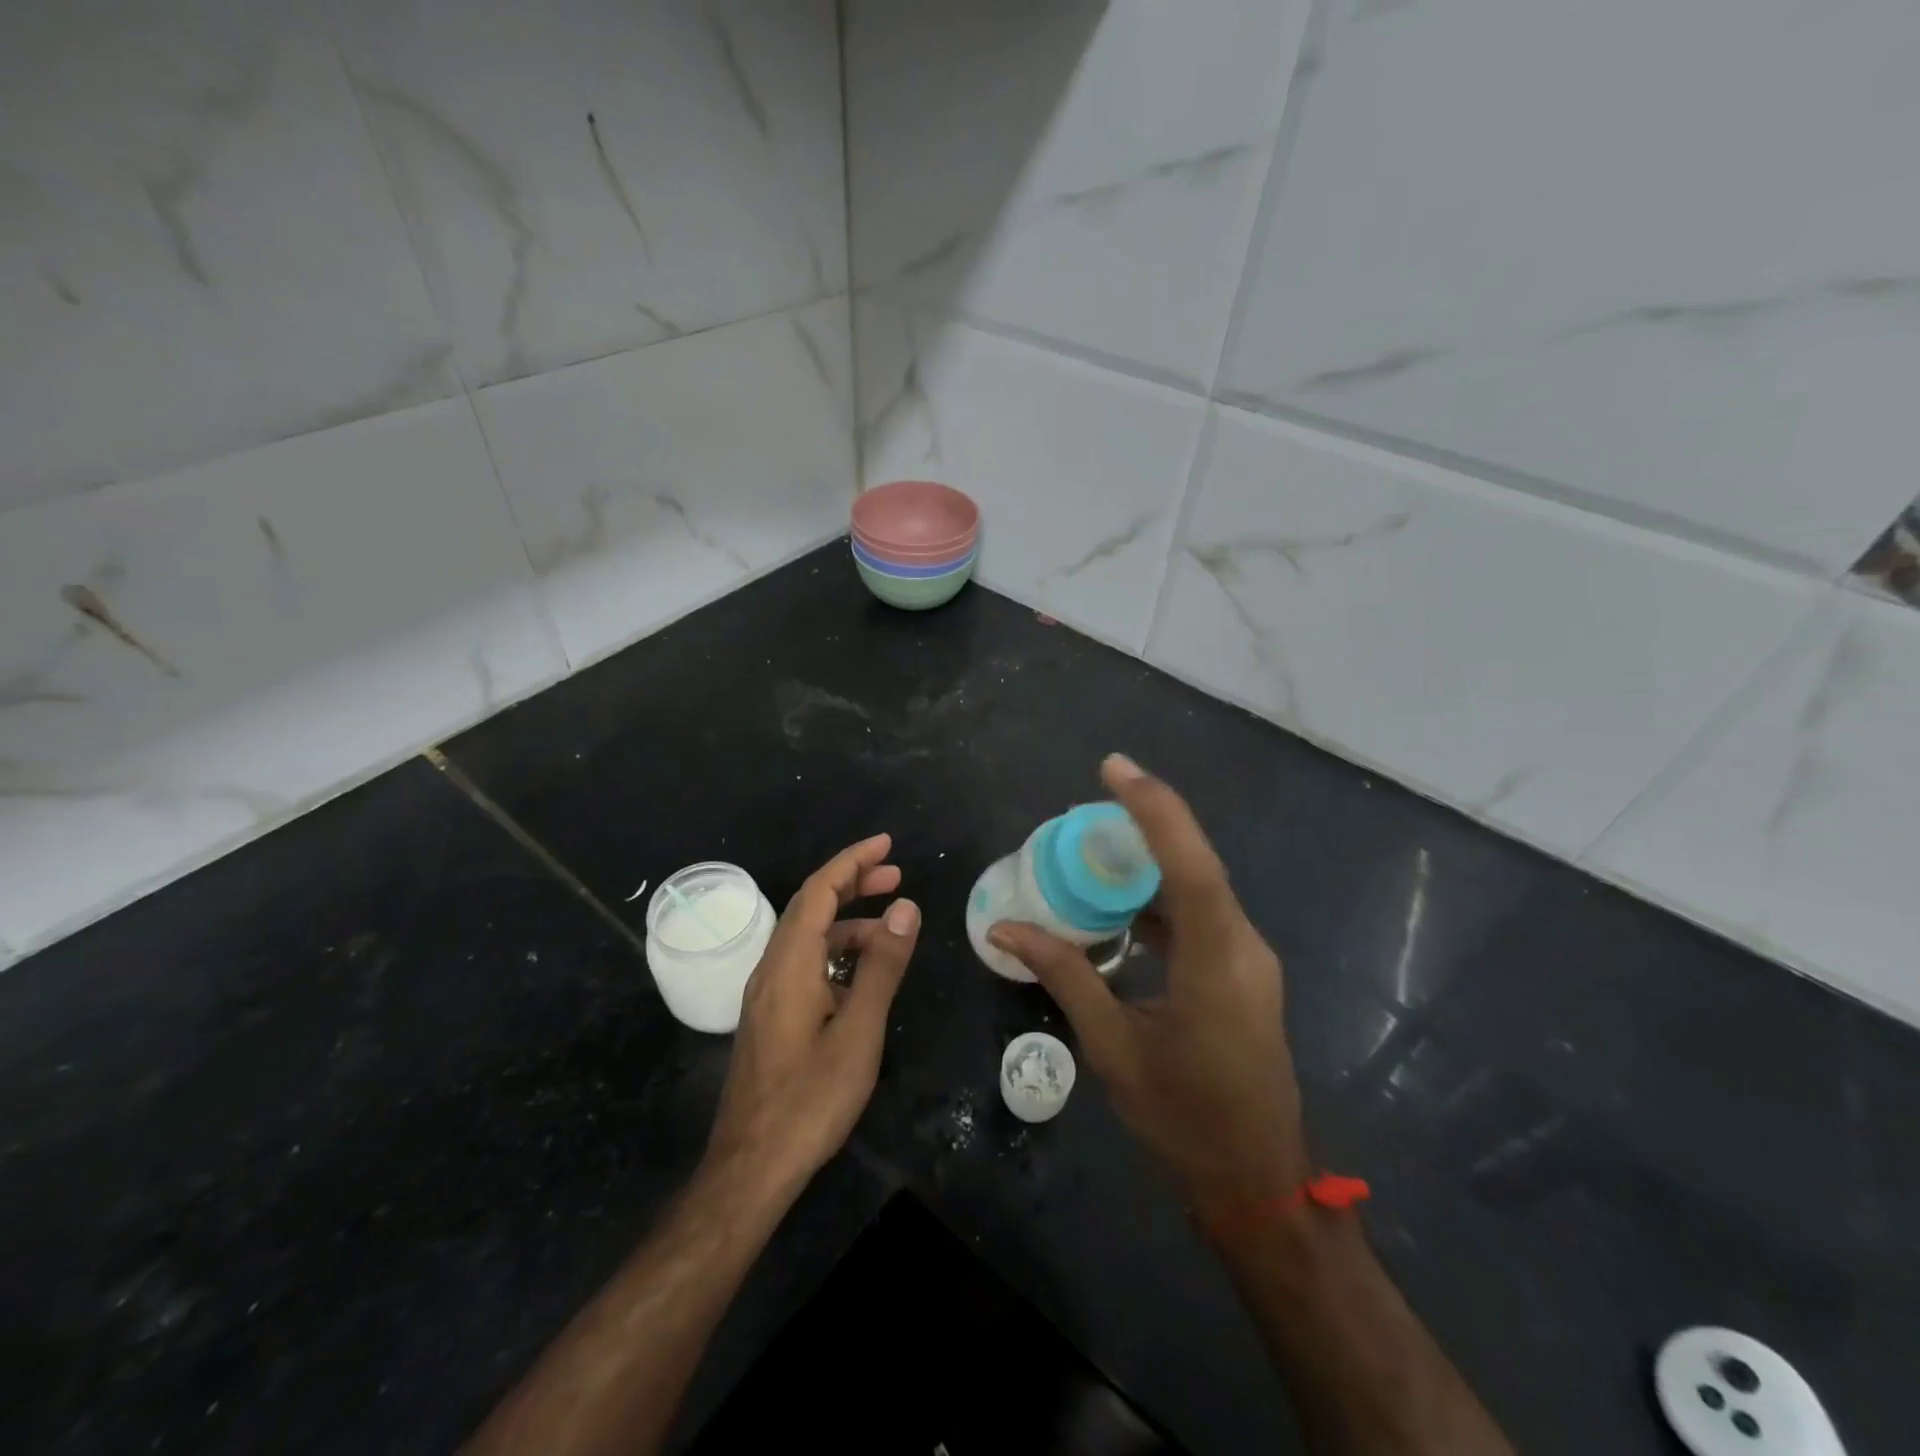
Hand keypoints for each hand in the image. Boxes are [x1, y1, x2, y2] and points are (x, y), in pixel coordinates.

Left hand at [705, 834, 919, 1195]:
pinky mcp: (770, 1016)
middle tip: (896, 875)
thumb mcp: (858, 1031)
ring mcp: (766, 994)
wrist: (751, 1167)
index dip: (852, 861)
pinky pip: (804, 963)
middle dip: (852, 883)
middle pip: (809, 906)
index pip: (818, 891)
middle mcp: (771, 968)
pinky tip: (862, 972)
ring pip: (807, 937)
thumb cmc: (810, 1099)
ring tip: (892, 929)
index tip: (887, 845)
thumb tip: (905, 908)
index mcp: (790, 964)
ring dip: (847, 921)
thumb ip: (882, 967)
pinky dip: (836, 951)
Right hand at [990, 756, 1309, 1223]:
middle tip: (1090, 804)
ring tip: (1095, 850)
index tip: (1113, 768)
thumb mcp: (1113, 1045)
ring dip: (1152, 862)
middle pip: (1196, 862)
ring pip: (1200, 887)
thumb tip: (1006, 927)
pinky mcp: (1243, 973)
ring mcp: (1248, 958)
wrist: (1256, 1179)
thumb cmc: (1183, 1116)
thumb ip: (1064, 974)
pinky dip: (1161, 899)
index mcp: (1216, 958)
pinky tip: (1121, 908)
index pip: (1188, 861)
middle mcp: (1242, 944)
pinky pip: (1201, 915)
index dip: (1152, 807)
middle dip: (1146, 823)